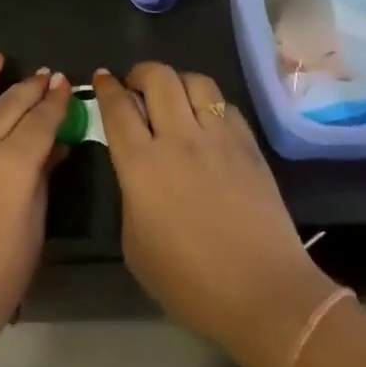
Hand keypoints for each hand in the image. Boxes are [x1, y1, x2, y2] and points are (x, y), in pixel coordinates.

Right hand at [94, 64, 332, 366]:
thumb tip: (139, 172)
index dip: (107, 87)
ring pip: (195, 81)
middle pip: (157, 78)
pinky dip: (209, 104)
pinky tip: (207, 122)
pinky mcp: (249, 145)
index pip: (118, 108)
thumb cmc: (189, 283)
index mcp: (141, 165)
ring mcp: (218, 137)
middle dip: (140, 73)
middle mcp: (178, 139)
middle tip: (135, 86)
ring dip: (177, 82)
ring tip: (173, 97)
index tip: (102, 78)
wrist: (263, 293)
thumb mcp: (136, 245)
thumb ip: (131, 196)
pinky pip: (224, 105)